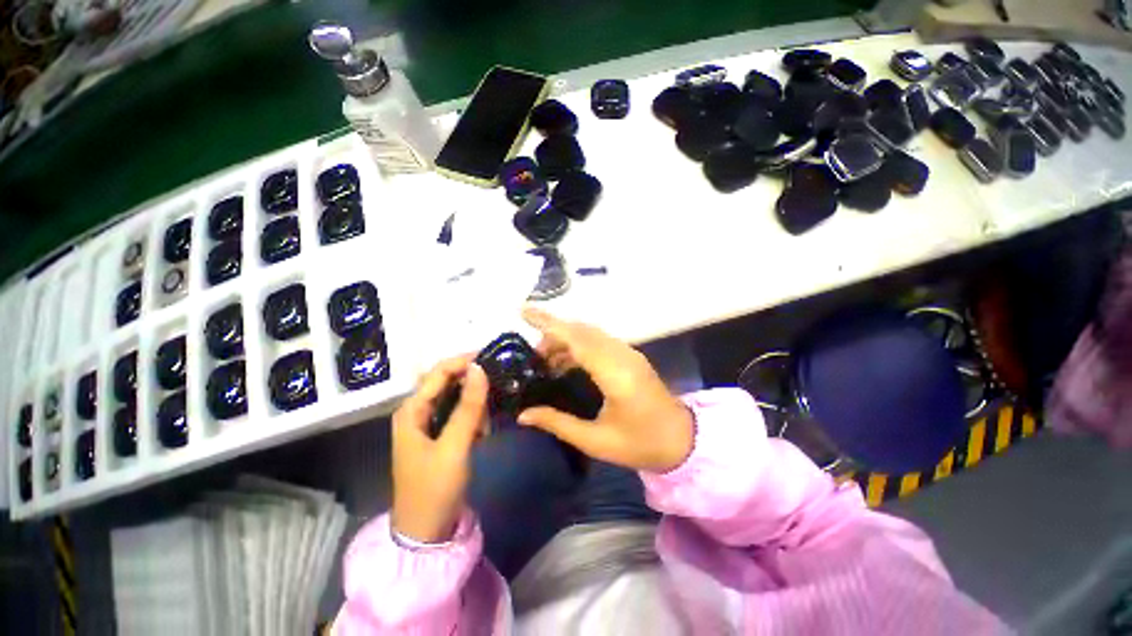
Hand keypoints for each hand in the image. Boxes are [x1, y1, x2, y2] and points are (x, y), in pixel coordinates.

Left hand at [391, 356, 488, 542]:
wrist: (426, 532)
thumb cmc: (435, 488)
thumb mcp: (454, 446)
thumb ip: (468, 406)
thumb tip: (479, 368)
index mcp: (412, 410)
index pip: (439, 372)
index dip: (465, 361)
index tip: (493, 360)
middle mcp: (418, 411)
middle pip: (449, 383)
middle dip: (473, 387)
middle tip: (495, 395)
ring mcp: (429, 423)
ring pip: (458, 398)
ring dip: (475, 408)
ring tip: (484, 429)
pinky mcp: (440, 435)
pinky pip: (461, 415)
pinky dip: (474, 420)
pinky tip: (480, 437)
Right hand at [518, 308, 694, 472]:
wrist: (683, 440)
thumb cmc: (641, 443)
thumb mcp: (596, 440)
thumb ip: (558, 423)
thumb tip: (523, 415)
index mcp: (614, 373)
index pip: (576, 339)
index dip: (549, 323)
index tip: (524, 311)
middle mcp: (622, 355)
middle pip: (581, 331)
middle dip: (553, 334)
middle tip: (533, 355)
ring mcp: (628, 353)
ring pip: (590, 333)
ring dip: (565, 339)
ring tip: (545, 360)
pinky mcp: (630, 356)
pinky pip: (599, 341)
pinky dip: (579, 345)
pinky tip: (567, 363)